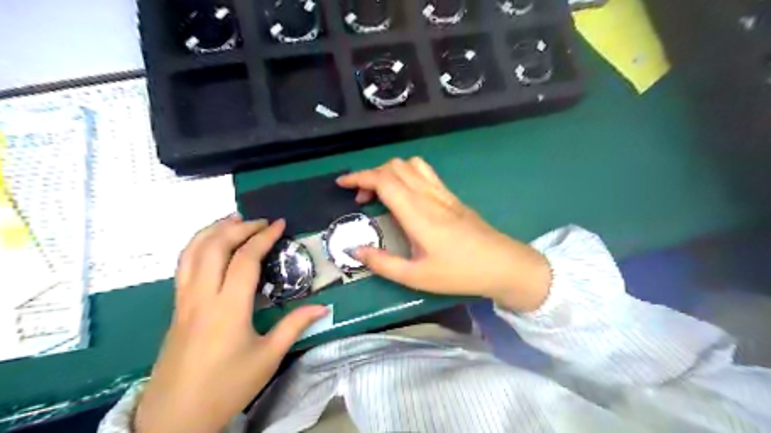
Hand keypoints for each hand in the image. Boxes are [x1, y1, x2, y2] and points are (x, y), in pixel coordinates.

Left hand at [136, 215, 327, 431]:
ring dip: (213, 229)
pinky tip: (211, 244)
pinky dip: (197, 245)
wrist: (175, 417)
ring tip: (234, 219)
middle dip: (239, 227)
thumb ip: (295, 325)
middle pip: (215, 246)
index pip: (245, 259)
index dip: (263, 237)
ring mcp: (184, 300)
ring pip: (192, 252)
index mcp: (228, 308)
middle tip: (261, 221)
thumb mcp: (268, 357)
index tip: (279, 224)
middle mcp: (202, 296)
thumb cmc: (227, 387)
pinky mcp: (176, 307)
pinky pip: (183, 265)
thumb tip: (323, 307)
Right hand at [340, 156, 550, 312]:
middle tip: (362, 199)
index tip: (342, 184)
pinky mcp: (451, 196)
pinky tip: (406, 195)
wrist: (502, 264)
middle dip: (371, 175)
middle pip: (394, 167)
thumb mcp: (416, 277)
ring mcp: (442, 193)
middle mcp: (428, 196)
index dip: (359, 177)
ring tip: (382, 193)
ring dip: (390, 172)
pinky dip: (406, 174)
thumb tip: (355, 250)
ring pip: (411, 165)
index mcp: (417, 213)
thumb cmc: (459, 273)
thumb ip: (382, 263)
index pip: (383, 180)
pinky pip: (425, 172)